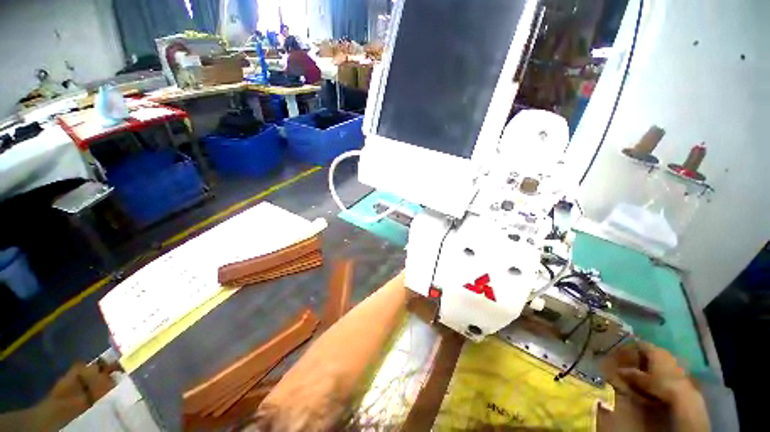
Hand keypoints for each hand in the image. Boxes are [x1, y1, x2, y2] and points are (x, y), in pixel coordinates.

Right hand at [615, 341, 696, 404]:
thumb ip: (631, 374)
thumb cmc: (660, 383)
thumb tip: (619, 370)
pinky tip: (657, 375)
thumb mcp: (642, 380)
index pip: (641, 343)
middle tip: (635, 361)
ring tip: (646, 369)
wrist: (683, 395)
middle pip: (652, 350)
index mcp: (654, 351)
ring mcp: (674, 360)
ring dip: (653, 362)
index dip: (634, 346)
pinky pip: (667, 365)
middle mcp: (664, 352)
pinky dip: (661, 368)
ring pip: (661, 358)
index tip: (626, 350)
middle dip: (644, 355)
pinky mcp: (680, 369)